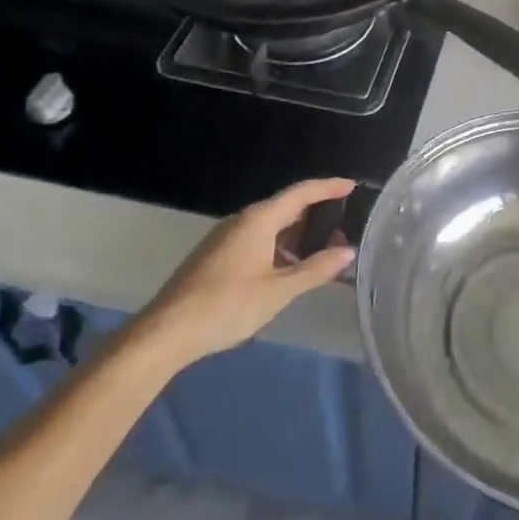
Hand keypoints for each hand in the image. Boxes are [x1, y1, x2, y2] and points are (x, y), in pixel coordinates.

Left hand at [129, 179, 356, 368]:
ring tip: (321, 252)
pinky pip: (257, 239)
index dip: (328, 187)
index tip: (352, 186)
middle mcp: (243, 220)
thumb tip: (348, 252)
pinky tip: (288, 269)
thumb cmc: (227, 305)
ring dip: (297, 235)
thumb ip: (315, 270)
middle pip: (286, 207)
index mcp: (259, 219)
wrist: (166, 332)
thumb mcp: (278, 291)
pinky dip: (279, 246)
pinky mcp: (216, 255)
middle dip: (316, 215)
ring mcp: (226, 237)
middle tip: (343, 229)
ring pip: (271, 225)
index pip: (301, 192)